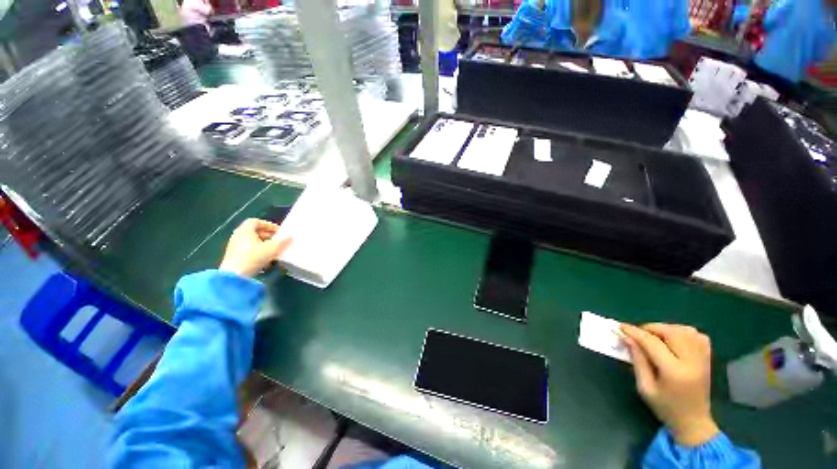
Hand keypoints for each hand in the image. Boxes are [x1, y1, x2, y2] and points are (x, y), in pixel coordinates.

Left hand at [219, 219, 291, 277]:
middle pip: (253, 231)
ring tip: (272, 250)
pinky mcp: (233, 256)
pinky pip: (247, 249)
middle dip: (266, 235)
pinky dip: (256, 251)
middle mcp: (238, 235)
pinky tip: (265, 259)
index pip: (256, 221)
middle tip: (277, 240)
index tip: (278, 232)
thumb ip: (283, 241)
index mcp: (245, 230)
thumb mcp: (272, 248)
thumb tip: (290, 236)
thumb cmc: (253, 257)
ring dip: (262, 244)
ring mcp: (234, 246)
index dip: (268, 225)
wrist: (234, 276)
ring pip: (250, 241)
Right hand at [620, 323, 719, 446]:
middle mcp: (692, 362)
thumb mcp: (645, 387)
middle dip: (651, 328)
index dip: (635, 332)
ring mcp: (703, 359)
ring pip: (685, 330)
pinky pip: (697, 336)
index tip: (621, 327)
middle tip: (639, 335)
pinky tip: (673, 339)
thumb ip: (637, 360)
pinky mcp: (707, 359)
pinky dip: (683, 332)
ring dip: (667, 329)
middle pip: (672, 332)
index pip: (653, 343)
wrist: (694, 422)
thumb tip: (627, 338)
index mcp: (674, 372)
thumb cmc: (665, 407)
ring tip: (655, 337)